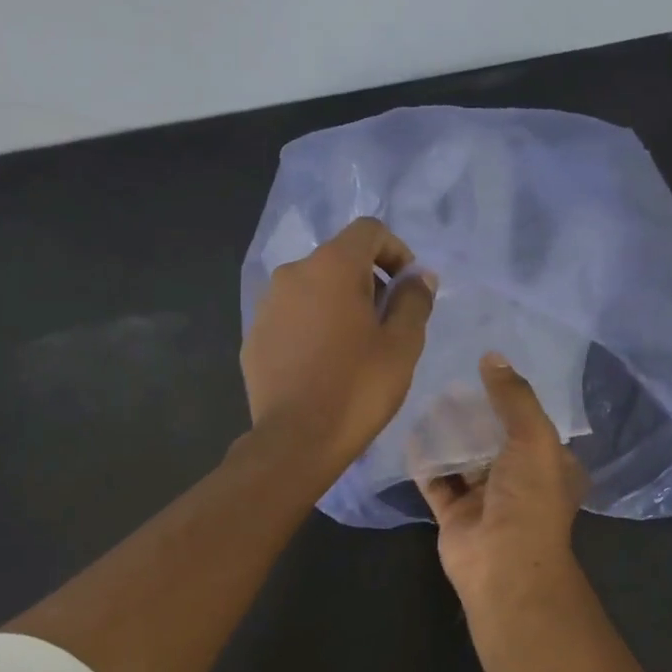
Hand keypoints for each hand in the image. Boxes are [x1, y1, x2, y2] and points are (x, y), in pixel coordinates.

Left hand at [242, 217, 435, 477]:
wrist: (296, 440)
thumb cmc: (358, 389)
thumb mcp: (402, 345)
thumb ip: (414, 300)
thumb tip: (418, 277)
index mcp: (332, 266)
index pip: (369, 230)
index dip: (395, 251)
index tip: (407, 288)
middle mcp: (293, 273)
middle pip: (339, 259)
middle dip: (367, 281)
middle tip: (385, 324)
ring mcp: (267, 305)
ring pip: (312, 290)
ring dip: (337, 305)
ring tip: (353, 348)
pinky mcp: (254, 336)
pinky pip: (291, 318)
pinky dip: (311, 327)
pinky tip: (322, 365)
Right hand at [418, 353, 588, 601]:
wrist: (503, 564)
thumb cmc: (529, 498)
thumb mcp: (533, 437)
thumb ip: (513, 397)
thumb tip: (492, 355)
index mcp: (550, 466)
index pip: (532, 425)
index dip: (512, 399)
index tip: (486, 370)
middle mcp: (519, 481)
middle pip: (494, 439)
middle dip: (474, 414)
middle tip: (449, 382)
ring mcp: (485, 499)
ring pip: (464, 459)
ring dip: (449, 435)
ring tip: (428, 399)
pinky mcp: (455, 514)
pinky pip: (436, 481)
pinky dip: (425, 460)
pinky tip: (411, 433)